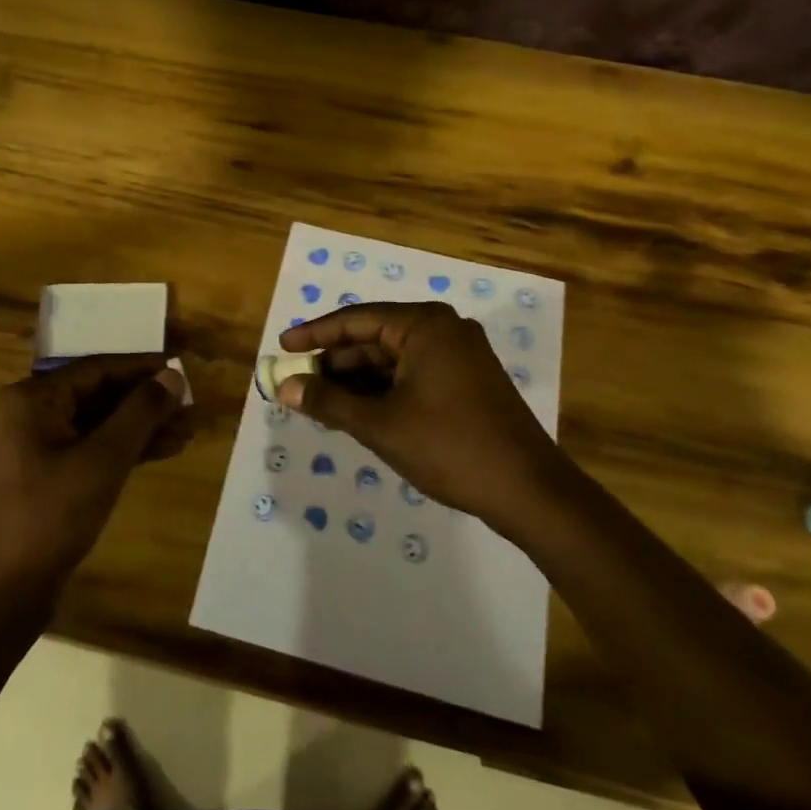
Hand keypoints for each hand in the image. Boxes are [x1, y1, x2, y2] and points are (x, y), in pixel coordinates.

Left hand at [0, 355, 190, 610]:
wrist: (5, 591)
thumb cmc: (52, 516)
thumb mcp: (104, 460)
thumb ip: (140, 412)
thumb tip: (173, 375)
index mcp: (35, 399)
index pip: (99, 368)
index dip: (143, 368)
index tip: (183, 370)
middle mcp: (33, 413)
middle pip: (100, 394)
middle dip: (147, 401)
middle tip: (190, 408)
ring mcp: (39, 446)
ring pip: (100, 423)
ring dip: (142, 426)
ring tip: (187, 432)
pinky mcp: (50, 475)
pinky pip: (93, 448)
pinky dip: (126, 449)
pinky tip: (163, 451)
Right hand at [277, 302, 553, 534]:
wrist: (528, 489)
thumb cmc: (449, 446)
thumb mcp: (380, 424)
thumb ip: (328, 402)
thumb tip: (285, 388)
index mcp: (424, 325)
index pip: (356, 320)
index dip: (315, 334)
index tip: (282, 348)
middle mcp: (443, 329)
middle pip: (374, 338)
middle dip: (335, 363)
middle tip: (298, 383)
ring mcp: (459, 355)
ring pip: (393, 360)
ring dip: (356, 381)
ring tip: (319, 403)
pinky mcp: (467, 381)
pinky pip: (412, 375)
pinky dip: (382, 391)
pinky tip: (356, 412)